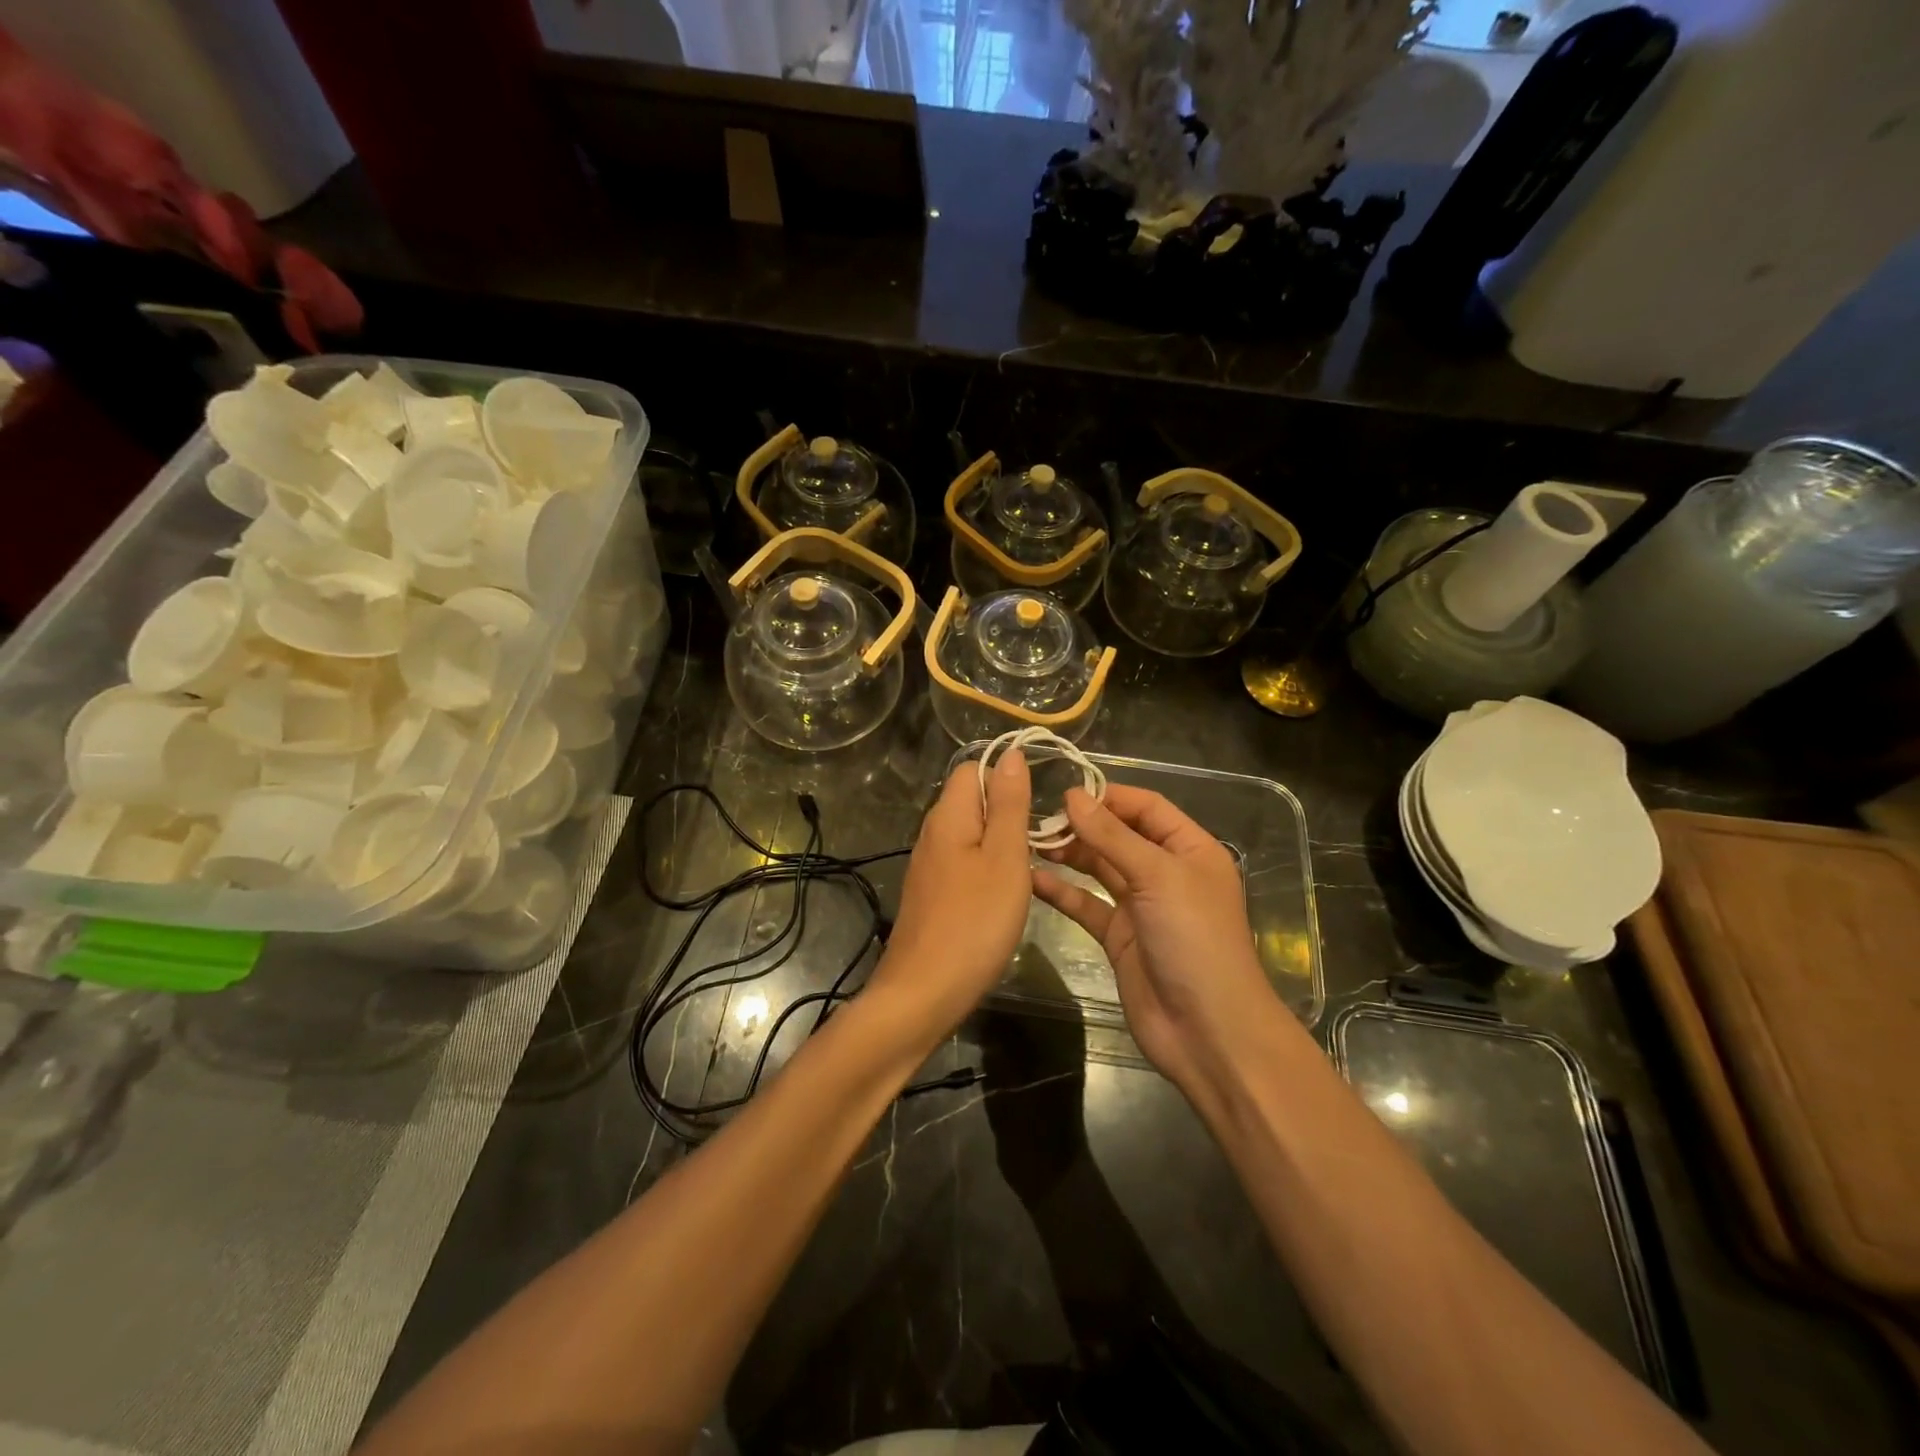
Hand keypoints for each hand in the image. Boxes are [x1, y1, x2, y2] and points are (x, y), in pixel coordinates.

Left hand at [866, 749, 1032, 1038]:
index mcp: (948, 816)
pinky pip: (964, 864)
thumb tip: (1011, 753)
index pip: (972, 769)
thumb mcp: (1005, 858)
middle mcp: (932, 834)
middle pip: (971, 801)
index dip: (1005, 776)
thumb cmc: (974, 922)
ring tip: (1029, 869)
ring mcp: (929, 867)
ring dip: (1001, 844)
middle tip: (1041, 843)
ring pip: (971, 835)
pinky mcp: (932, 895)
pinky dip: (988, 870)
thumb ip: (1009, 804)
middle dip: (1008, 812)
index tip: (1038, 806)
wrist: (923, 993)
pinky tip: (1004, 896)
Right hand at [1032, 786, 1280, 1098]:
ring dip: (1069, 854)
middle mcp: (1166, 872)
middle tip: (1037, 819)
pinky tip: (1032, 879)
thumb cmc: (1194, 940)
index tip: (1064, 792)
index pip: (1147, 807)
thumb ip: (1112, 836)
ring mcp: (1141, 906)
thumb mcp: (1157, 877)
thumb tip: (1072, 796)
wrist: (1207, 1030)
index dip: (1108, 796)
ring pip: (1100, 868)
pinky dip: (1062, 891)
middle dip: (1083, 825)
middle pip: (1120, 835)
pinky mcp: (1119, 937)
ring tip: (1029, 841)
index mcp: (1190, 849)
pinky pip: (1086, 904)